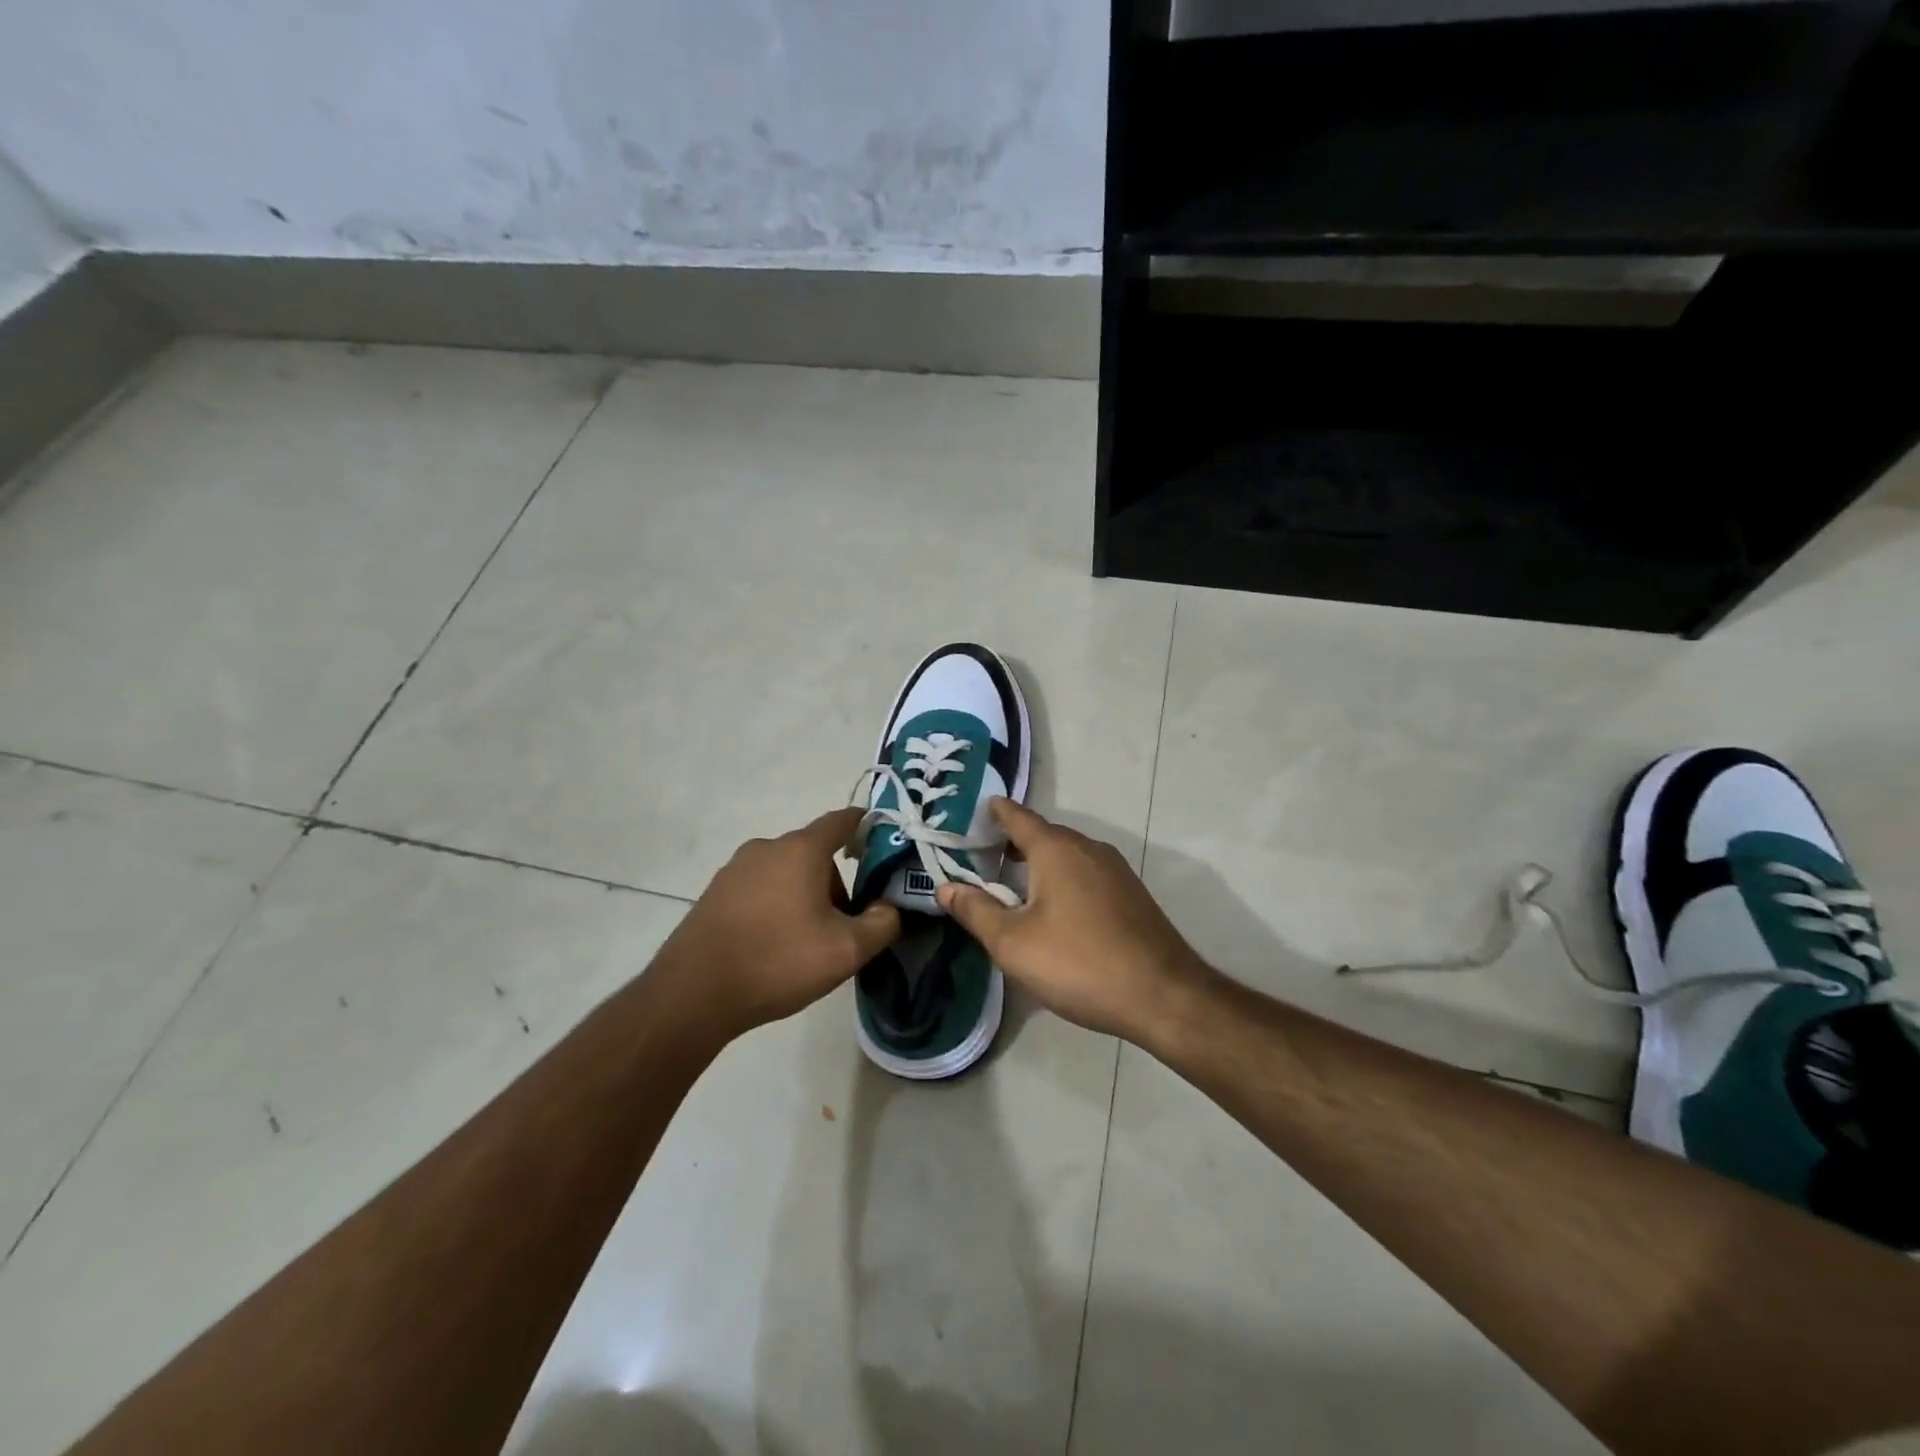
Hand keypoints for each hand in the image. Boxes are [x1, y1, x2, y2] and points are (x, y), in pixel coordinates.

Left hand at [654, 808, 899, 1042]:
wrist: (693, 993)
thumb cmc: (778, 960)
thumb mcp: (847, 950)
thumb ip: (883, 923)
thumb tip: (890, 907)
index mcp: (801, 850)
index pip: (842, 820)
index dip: (867, 826)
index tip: (884, 844)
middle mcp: (766, 847)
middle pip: (814, 853)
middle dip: (836, 882)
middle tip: (844, 924)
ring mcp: (735, 869)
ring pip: (785, 872)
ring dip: (804, 895)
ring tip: (805, 942)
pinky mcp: (715, 893)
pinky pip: (759, 888)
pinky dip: (775, 906)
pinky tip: (772, 945)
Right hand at [936, 799, 1209, 1043]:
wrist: (1162, 995)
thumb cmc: (1078, 963)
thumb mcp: (1013, 943)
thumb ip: (977, 911)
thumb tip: (946, 887)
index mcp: (1057, 850)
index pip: (1019, 818)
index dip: (997, 812)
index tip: (979, 807)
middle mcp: (1089, 849)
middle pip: (1045, 835)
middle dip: (1015, 841)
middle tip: (984, 855)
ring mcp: (1116, 871)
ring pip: (1068, 855)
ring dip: (1040, 862)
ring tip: (1014, 883)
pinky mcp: (1131, 895)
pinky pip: (1087, 874)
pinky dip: (1063, 878)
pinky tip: (1055, 908)